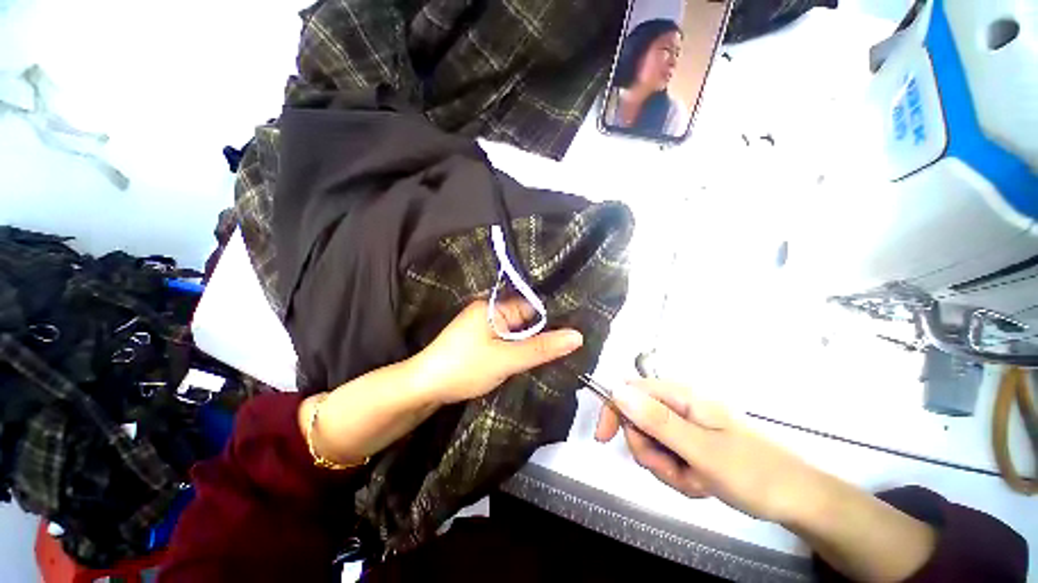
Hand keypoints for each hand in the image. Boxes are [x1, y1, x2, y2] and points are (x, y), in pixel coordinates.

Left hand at [407, 299, 583, 403]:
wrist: (424, 388)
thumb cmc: (465, 368)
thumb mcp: (506, 359)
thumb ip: (541, 348)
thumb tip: (578, 336)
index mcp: (494, 306)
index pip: (533, 305)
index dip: (555, 317)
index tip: (579, 326)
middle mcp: (490, 311)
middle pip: (527, 318)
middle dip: (545, 331)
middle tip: (575, 342)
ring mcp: (485, 326)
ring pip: (518, 331)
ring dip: (533, 341)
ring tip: (563, 349)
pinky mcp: (481, 340)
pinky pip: (508, 339)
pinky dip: (520, 347)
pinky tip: (536, 356)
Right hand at [595, 379, 820, 523]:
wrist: (799, 499)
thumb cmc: (754, 472)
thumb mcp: (701, 450)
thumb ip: (656, 420)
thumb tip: (616, 390)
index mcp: (681, 396)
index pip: (629, 391)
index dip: (613, 412)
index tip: (604, 440)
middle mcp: (680, 405)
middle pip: (638, 421)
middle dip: (650, 452)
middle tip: (676, 470)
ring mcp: (686, 426)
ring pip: (652, 444)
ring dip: (667, 468)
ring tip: (697, 481)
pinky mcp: (692, 443)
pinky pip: (668, 458)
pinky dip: (679, 475)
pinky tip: (702, 483)